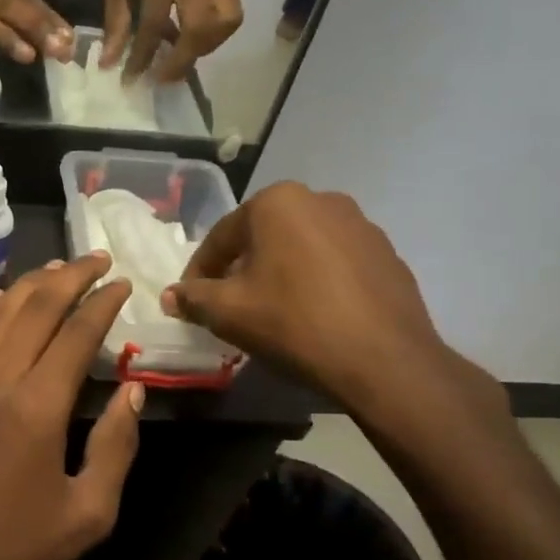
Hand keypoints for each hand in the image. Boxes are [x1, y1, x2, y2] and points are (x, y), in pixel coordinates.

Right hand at [0, 0, 74, 64]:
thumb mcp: (3, 11)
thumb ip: (31, 24)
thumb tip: (64, 42)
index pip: (34, 4)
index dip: (54, 24)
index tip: (71, 43)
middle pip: (16, 11)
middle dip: (39, 31)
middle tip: (58, 50)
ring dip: (9, 39)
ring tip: (29, 56)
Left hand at [0, 255, 143, 559]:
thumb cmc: (19, 553)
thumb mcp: (89, 513)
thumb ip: (116, 445)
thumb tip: (133, 390)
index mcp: (37, 408)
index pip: (76, 334)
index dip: (103, 303)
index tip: (124, 283)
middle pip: (35, 308)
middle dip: (71, 277)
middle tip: (98, 260)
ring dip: (29, 285)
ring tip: (57, 269)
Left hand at [102, 0, 242, 82]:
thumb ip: (116, 15)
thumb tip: (110, 61)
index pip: (155, 16)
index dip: (143, 52)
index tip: (130, 78)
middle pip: (199, 25)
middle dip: (180, 60)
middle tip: (159, 79)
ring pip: (223, 24)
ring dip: (200, 51)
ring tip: (175, 61)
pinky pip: (231, 18)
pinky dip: (213, 39)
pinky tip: (192, 43)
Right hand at [162, 184, 497, 417]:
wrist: (384, 360)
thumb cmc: (294, 322)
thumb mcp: (228, 312)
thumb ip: (193, 297)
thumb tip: (171, 296)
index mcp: (278, 202)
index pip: (222, 237)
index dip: (200, 272)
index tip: (191, 300)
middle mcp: (321, 200)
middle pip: (263, 237)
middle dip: (242, 268)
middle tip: (229, 304)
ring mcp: (361, 225)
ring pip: (301, 248)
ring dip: (280, 272)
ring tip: (273, 310)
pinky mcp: (388, 254)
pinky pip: (335, 263)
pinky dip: (317, 281)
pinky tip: (314, 314)